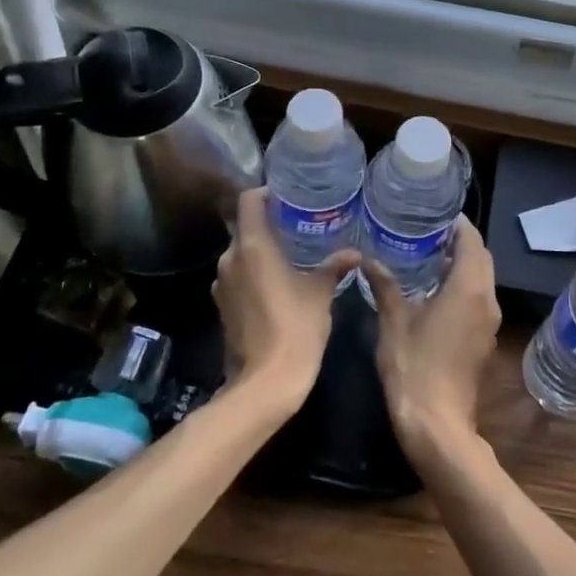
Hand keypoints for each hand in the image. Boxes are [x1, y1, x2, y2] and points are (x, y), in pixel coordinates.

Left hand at [213, 188, 360, 409]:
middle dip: (269, 223)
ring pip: (240, 253)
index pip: (249, 201)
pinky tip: (276, 283)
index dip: (266, 193)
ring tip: (290, 253)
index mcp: (253, 246)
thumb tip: (354, 253)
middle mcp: (230, 258)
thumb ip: (333, 267)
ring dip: (261, 250)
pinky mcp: (222, 306)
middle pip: (245, 226)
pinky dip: (253, 273)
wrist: (265, 382)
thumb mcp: (320, 293)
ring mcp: (221, 284)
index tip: (287, 195)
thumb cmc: (296, 328)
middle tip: (297, 224)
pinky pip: (237, 277)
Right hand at [368, 216, 500, 461]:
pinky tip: (434, 291)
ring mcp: (489, 323)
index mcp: (469, 288)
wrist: (437, 425)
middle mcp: (487, 300)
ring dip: (462, 265)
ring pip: (482, 280)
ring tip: (427, 256)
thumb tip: (369, 259)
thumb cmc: (414, 366)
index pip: (472, 240)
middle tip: (427, 232)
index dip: (457, 224)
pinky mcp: (484, 341)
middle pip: (481, 258)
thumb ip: (384, 285)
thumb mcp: (393, 321)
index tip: (434, 213)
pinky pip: (478, 300)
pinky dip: (463, 287)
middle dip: (460, 242)